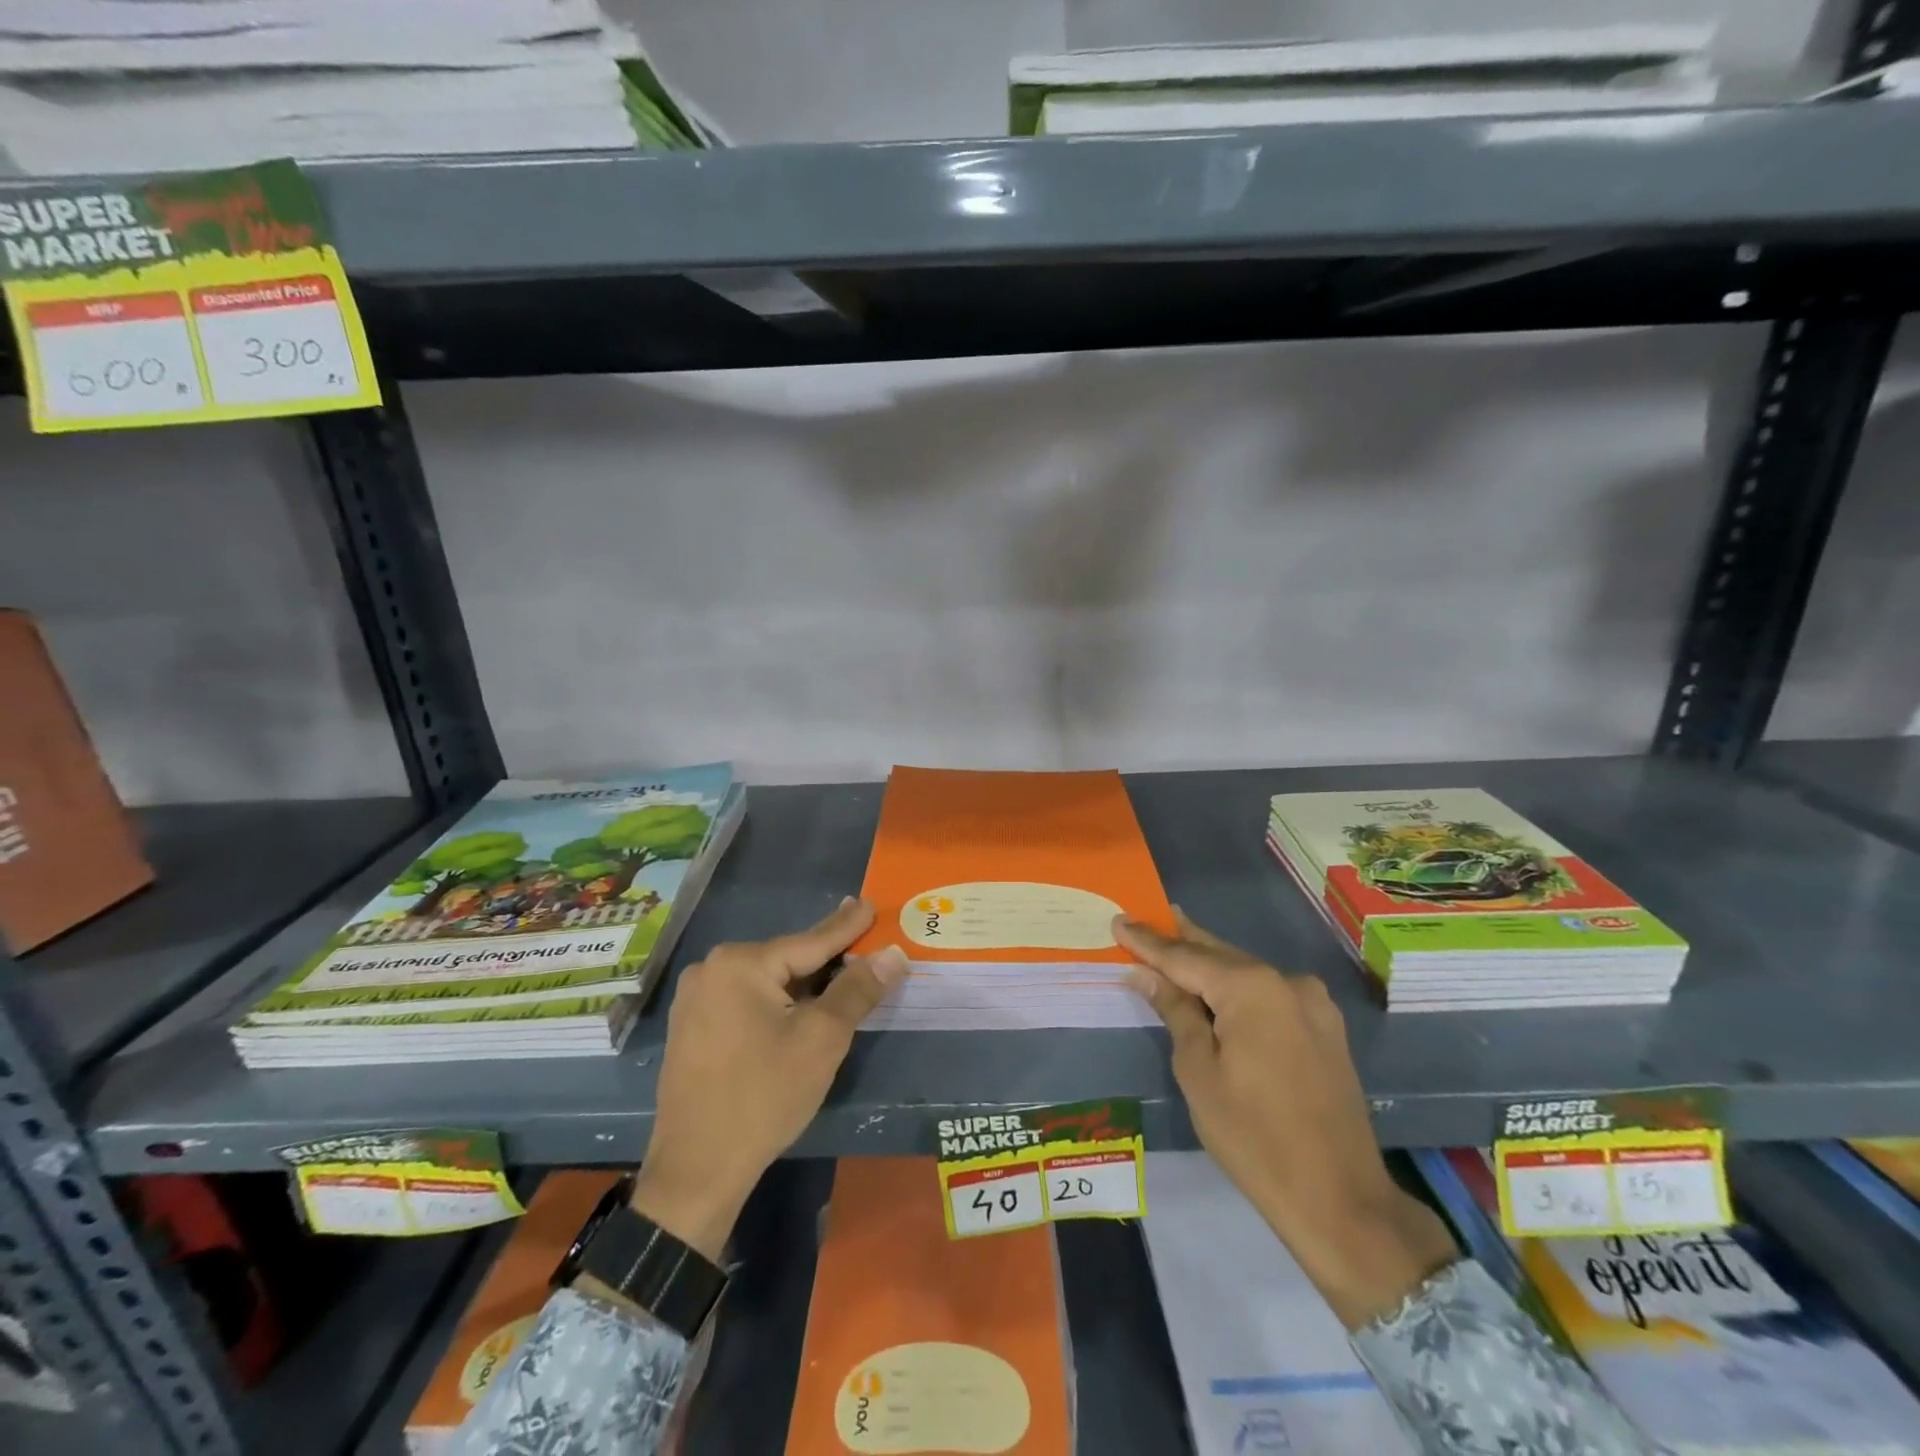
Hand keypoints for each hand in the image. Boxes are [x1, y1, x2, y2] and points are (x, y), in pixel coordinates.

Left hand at [629, 898, 906, 1261]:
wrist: (696, 1171)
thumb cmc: (763, 1096)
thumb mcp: (822, 1040)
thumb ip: (857, 990)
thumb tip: (893, 953)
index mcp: (740, 963)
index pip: (810, 941)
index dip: (847, 927)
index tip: (869, 904)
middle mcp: (710, 969)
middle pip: (787, 961)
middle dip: (826, 960)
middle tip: (861, 944)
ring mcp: (694, 1000)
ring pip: (767, 982)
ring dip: (803, 985)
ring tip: (838, 977)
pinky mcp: (691, 1028)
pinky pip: (746, 1001)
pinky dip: (777, 1003)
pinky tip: (797, 1010)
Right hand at [1116, 911, 1456, 1328]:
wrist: (1340, 1200)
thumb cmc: (1253, 1136)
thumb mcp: (1198, 1072)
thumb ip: (1175, 1012)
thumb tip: (1147, 974)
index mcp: (1252, 988)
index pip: (1185, 957)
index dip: (1148, 941)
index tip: (1118, 920)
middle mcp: (1287, 982)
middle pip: (1219, 955)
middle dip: (1180, 940)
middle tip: (1144, 919)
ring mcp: (1313, 1005)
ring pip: (1245, 973)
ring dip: (1208, 964)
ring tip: (1172, 946)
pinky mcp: (1324, 1030)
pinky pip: (1268, 995)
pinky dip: (1236, 988)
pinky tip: (1215, 987)